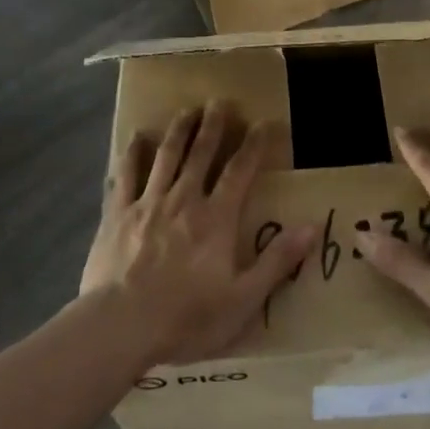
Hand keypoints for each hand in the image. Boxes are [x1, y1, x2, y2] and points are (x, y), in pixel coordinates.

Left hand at [83, 102, 313, 366]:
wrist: (120, 327)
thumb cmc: (187, 318)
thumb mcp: (243, 299)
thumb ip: (277, 260)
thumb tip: (312, 226)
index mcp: (217, 218)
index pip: (241, 170)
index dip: (255, 144)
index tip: (265, 122)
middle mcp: (184, 199)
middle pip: (201, 153)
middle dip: (214, 125)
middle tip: (220, 101)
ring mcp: (147, 203)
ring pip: (166, 156)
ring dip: (178, 130)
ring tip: (186, 109)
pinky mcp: (117, 214)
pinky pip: (125, 175)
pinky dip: (132, 153)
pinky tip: (136, 138)